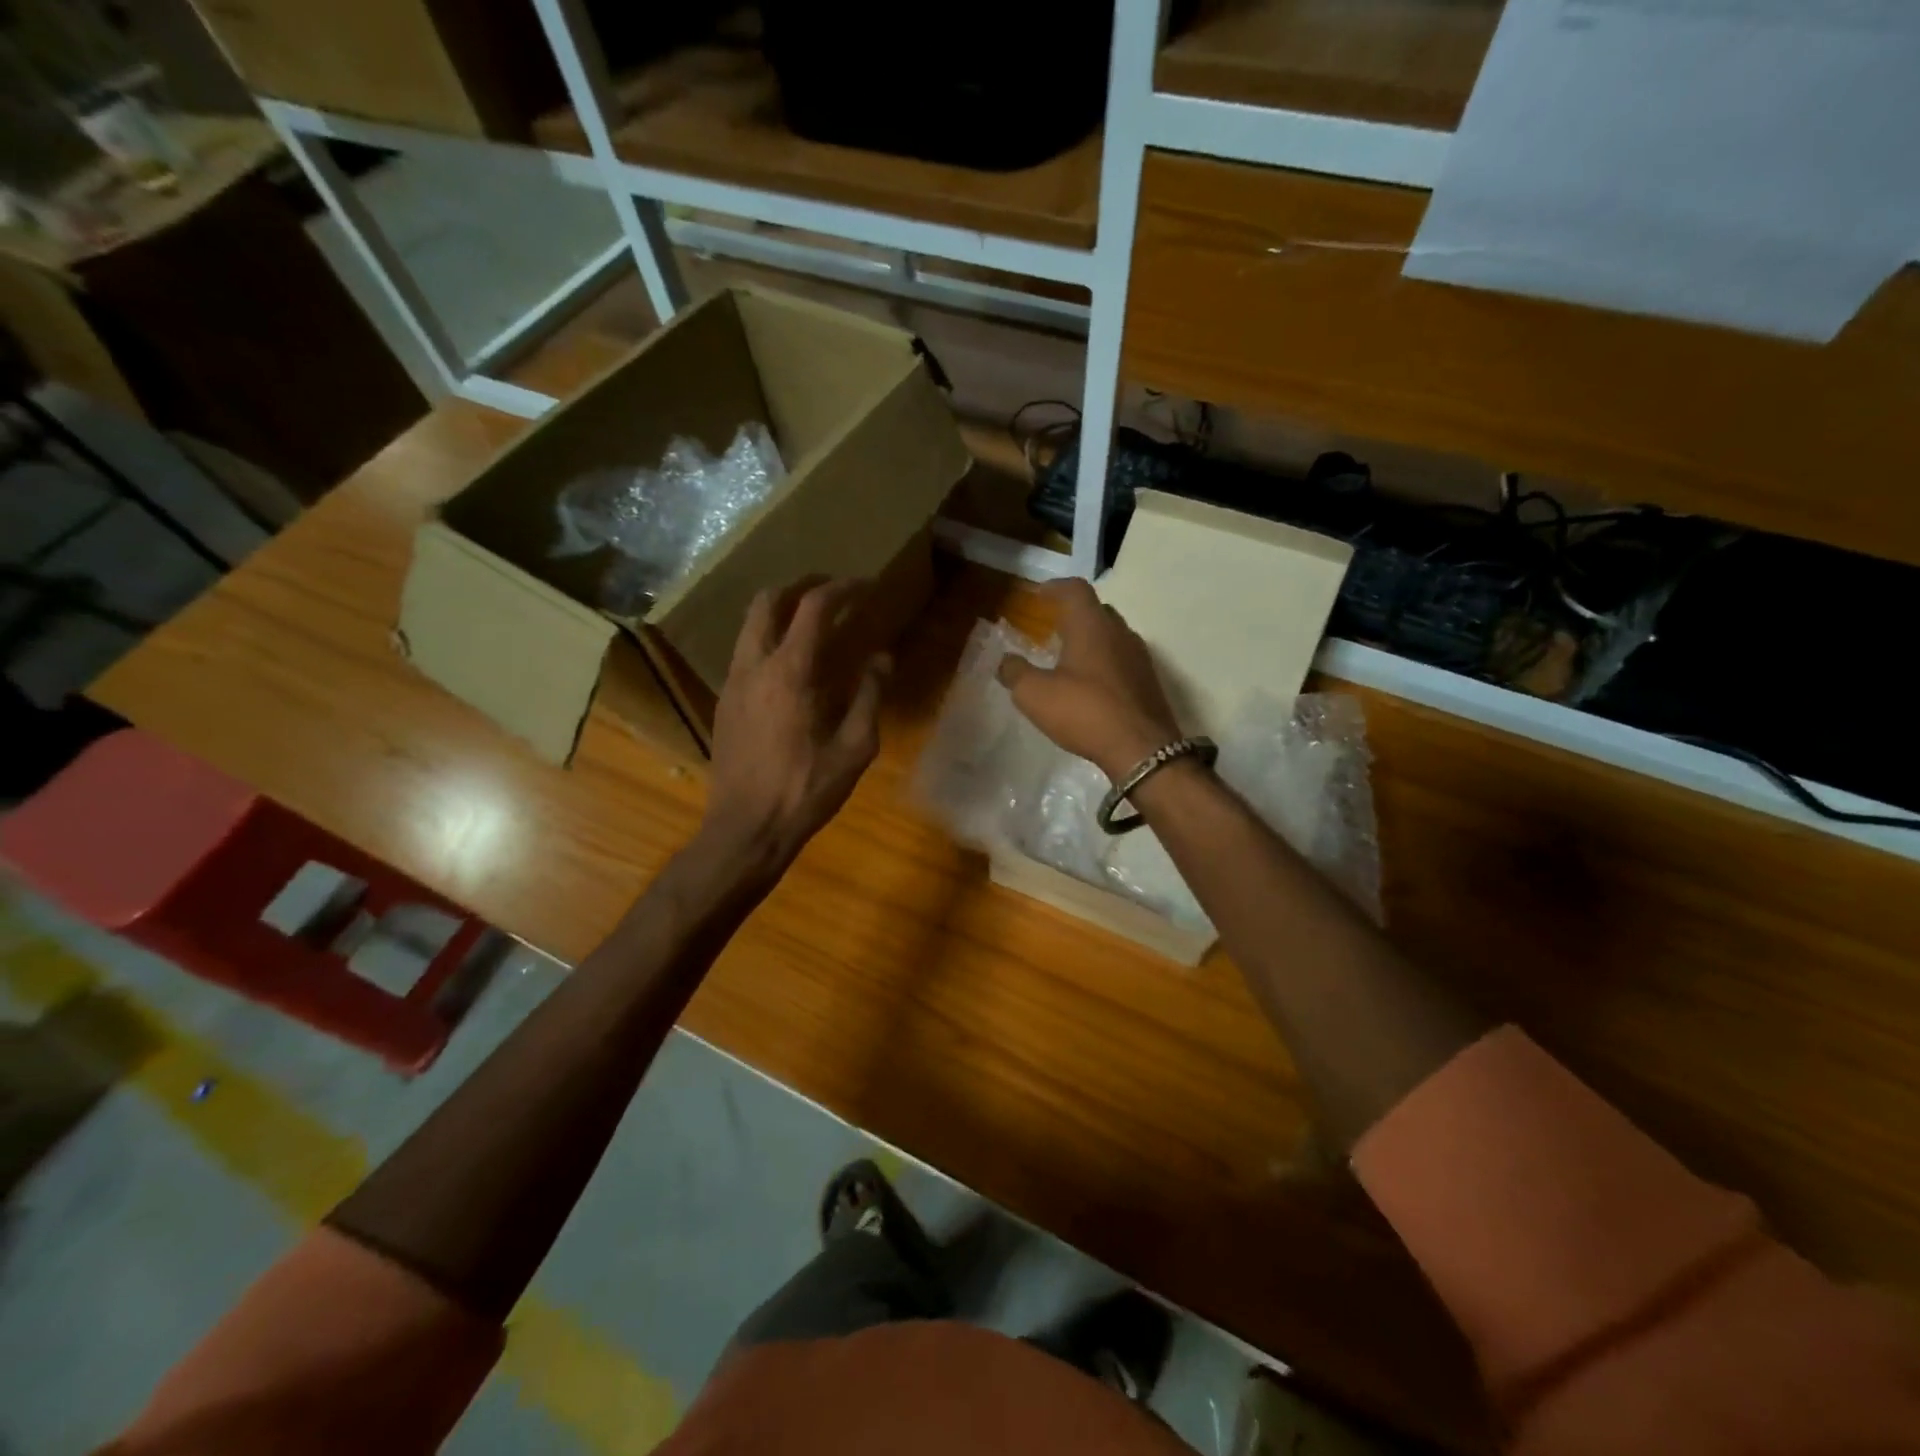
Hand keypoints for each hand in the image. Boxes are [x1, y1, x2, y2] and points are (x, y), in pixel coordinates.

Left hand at [701, 577, 887, 873]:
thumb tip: (882, 658)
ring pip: (750, 625)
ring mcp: (732, 683)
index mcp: (790, 673)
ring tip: (811, 622)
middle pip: (768, 601)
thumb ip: (870, 696)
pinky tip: (790, 665)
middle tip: (832, 591)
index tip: (866, 586)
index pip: (814, 608)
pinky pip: (744, 652)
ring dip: (780, 611)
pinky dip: (768, 639)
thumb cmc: (805, 791)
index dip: (843, 589)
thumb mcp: (855, 748)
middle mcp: (754, 666)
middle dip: (801, 586)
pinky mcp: (724, 703)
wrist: (745, 829)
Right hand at [997, 578, 1182, 779]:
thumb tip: (1005, 661)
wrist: (1142, 749)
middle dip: (1073, 615)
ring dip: (1090, 640)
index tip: (1038, 595)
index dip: (1054, 588)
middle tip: (1051, 628)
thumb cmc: (1085, 712)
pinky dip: (1103, 662)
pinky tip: (1090, 685)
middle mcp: (1119, 632)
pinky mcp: (1148, 682)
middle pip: (1096, 610)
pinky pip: (1121, 660)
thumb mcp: (1035, 695)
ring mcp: (1139, 657)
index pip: (1075, 589)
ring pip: (1111, 636)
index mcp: (1091, 625)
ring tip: (1068, 658)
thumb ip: (1015, 673)